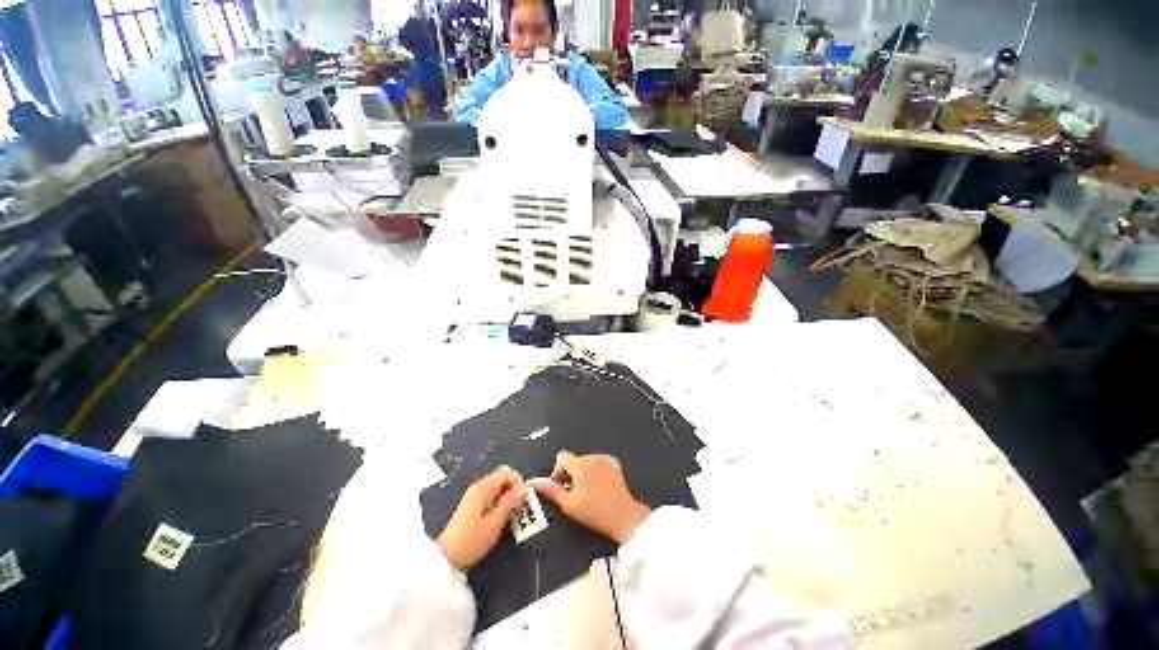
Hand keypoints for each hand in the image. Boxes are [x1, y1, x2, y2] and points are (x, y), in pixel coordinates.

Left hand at [437, 467, 526, 570]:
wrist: (446, 560)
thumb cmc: (471, 541)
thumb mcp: (494, 523)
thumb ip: (510, 502)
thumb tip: (525, 487)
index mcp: (483, 488)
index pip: (507, 472)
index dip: (519, 483)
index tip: (524, 500)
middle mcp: (479, 488)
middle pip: (504, 479)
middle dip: (515, 491)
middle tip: (520, 509)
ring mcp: (476, 497)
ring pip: (500, 489)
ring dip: (509, 499)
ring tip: (513, 517)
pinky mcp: (475, 507)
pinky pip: (494, 498)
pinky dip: (502, 505)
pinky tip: (502, 520)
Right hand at [535, 451, 651, 543]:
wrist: (623, 515)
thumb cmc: (595, 512)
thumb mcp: (569, 504)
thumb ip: (552, 491)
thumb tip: (540, 483)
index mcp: (581, 464)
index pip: (562, 457)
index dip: (558, 470)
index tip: (560, 484)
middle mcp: (593, 457)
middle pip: (575, 460)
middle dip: (571, 473)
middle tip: (574, 492)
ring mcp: (605, 459)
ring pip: (586, 461)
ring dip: (583, 472)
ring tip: (588, 491)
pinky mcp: (614, 463)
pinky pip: (598, 462)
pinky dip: (595, 471)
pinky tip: (599, 487)